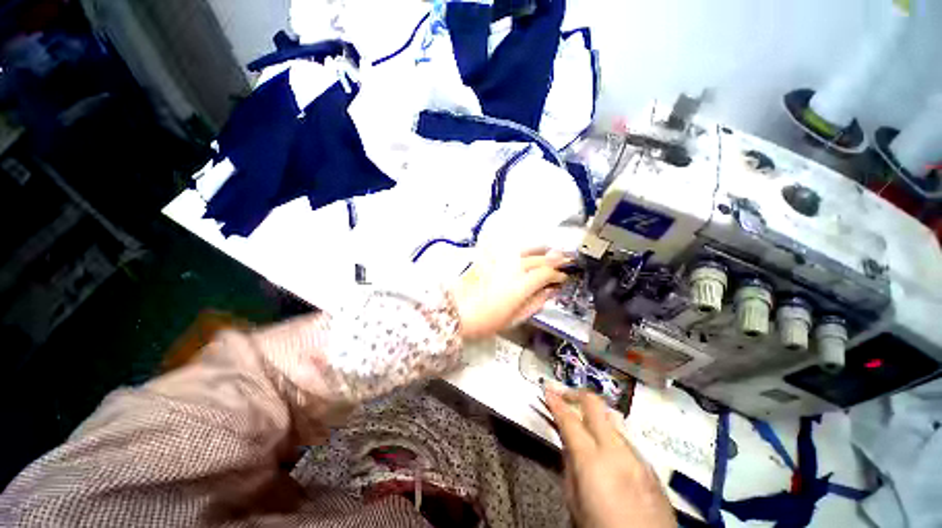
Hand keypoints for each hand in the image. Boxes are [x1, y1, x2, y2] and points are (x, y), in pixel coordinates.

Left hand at [450, 248, 568, 339]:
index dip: (557, 274)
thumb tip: (549, 292)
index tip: (563, 278)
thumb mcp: (514, 318)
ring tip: (548, 250)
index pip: (545, 273)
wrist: (456, 312)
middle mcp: (512, 269)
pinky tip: (524, 252)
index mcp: (521, 285)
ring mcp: (500, 261)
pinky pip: (508, 250)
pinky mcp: (489, 259)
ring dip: (539, 250)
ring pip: (524, 251)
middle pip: (537, 259)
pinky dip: (520, 250)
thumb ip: (535, 303)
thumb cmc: (486, 320)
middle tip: (563, 260)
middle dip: (553, 259)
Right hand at [545, 389, 675, 527]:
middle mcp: (616, 450)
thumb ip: (569, 469)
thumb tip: (568, 446)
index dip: (556, 401)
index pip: (569, 419)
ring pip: (613, 420)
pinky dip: (612, 437)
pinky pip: (627, 441)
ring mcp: (637, 456)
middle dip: (577, 395)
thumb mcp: (575, 504)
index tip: (547, 389)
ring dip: (596, 416)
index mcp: (592, 460)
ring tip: (585, 424)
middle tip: (564, 395)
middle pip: (595, 405)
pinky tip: (608, 453)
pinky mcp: (651, 468)